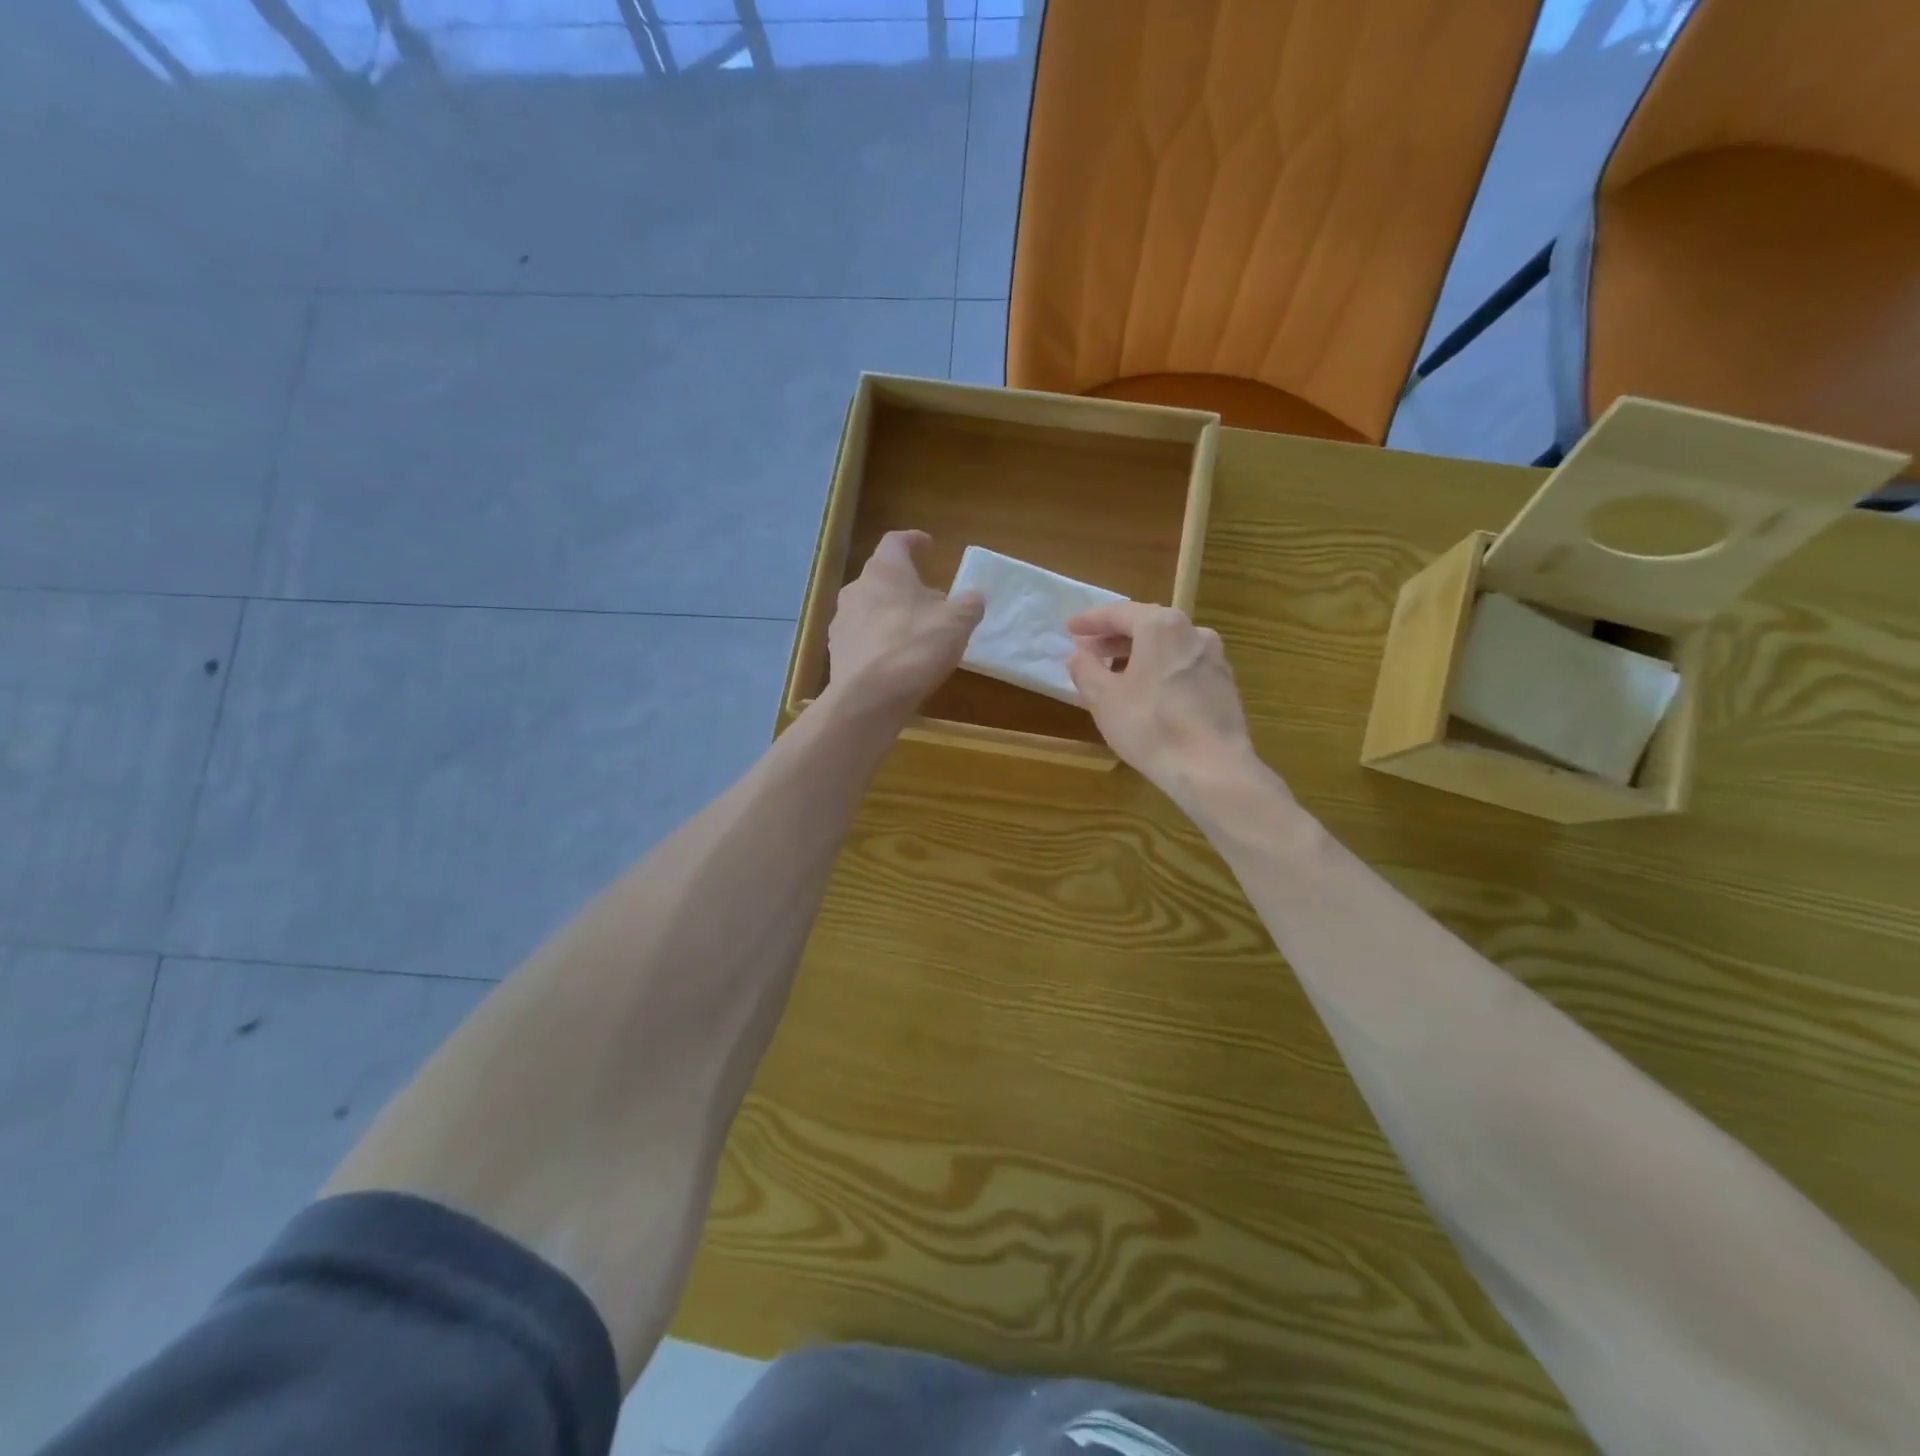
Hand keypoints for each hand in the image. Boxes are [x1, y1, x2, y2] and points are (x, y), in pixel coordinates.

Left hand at [827, 530, 983, 716]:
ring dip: (892, 613)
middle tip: (931, 601)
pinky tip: (896, 660)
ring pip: (870, 607)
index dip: (914, 541)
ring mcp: (842, 621)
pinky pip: (862, 636)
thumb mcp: (957, 623)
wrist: (869, 698)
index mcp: (885, 571)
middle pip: (883, 577)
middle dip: (906, 586)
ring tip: (915, 633)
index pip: (896, 541)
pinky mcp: (837, 651)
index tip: (929, 546)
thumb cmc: (915, 647)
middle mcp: (856, 588)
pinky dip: (879, 640)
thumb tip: (973, 597)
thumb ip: (969, 604)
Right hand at [1067, 603, 1261, 811]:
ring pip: (1167, 646)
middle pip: (1146, 626)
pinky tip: (1147, 692)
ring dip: (1138, 654)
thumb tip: (1079, 655)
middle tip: (1089, 651)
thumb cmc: (1151, 726)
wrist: (1212, 767)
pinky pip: (1183, 666)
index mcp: (1161, 626)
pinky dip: (1160, 669)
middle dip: (1114, 637)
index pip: (1119, 613)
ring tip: (1114, 674)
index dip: (1091, 621)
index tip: (1071, 629)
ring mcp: (1214, 658)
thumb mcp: (1104, 698)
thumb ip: (1085, 670)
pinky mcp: (1224, 684)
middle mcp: (1193, 631)